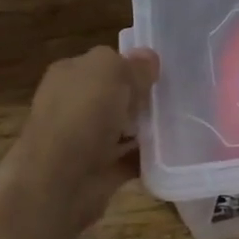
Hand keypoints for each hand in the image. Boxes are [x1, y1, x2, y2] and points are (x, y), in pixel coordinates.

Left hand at [3, 46, 160, 232]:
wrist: (59, 180)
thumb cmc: (82, 114)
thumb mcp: (111, 72)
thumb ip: (132, 64)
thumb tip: (148, 58)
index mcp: (69, 75)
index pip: (103, 64)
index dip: (131, 66)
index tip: (159, 74)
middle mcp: (72, 105)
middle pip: (115, 97)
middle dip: (140, 99)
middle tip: (173, 99)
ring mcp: (84, 140)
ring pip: (123, 129)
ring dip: (146, 129)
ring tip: (180, 124)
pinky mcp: (98, 171)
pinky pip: (130, 160)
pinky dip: (147, 159)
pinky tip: (171, 153)